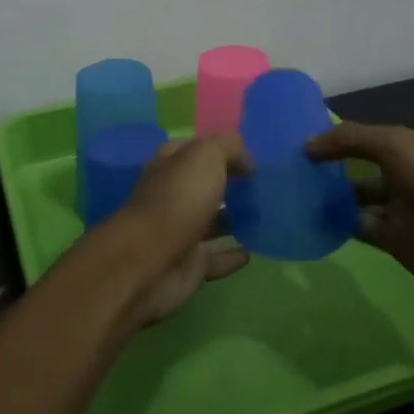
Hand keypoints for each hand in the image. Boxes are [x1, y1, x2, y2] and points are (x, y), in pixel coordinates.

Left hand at [105, 135, 250, 325]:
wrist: (150, 260)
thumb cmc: (178, 199)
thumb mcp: (206, 156)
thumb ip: (228, 148)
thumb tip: (246, 162)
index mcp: (171, 164)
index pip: (195, 149)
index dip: (220, 150)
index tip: (251, 160)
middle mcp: (172, 194)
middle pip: (203, 185)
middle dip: (228, 184)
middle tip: (261, 187)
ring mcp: (179, 231)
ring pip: (210, 221)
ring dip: (232, 219)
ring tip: (263, 217)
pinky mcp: (187, 265)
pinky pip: (214, 258)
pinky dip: (230, 256)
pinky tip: (250, 252)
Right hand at [308, 121, 413, 310]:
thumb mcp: (392, 146)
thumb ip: (349, 140)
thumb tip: (307, 145)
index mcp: (403, 146)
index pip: (358, 137)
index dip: (330, 138)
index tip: (292, 142)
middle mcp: (398, 173)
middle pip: (354, 167)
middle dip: (325, 168)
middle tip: (284, 171)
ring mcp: (396, 208)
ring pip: (353, 199)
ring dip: (327, 198)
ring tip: (289, 196)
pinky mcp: (393, 240)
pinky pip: (357, 228)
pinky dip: (336, 225)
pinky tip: (310, 221)